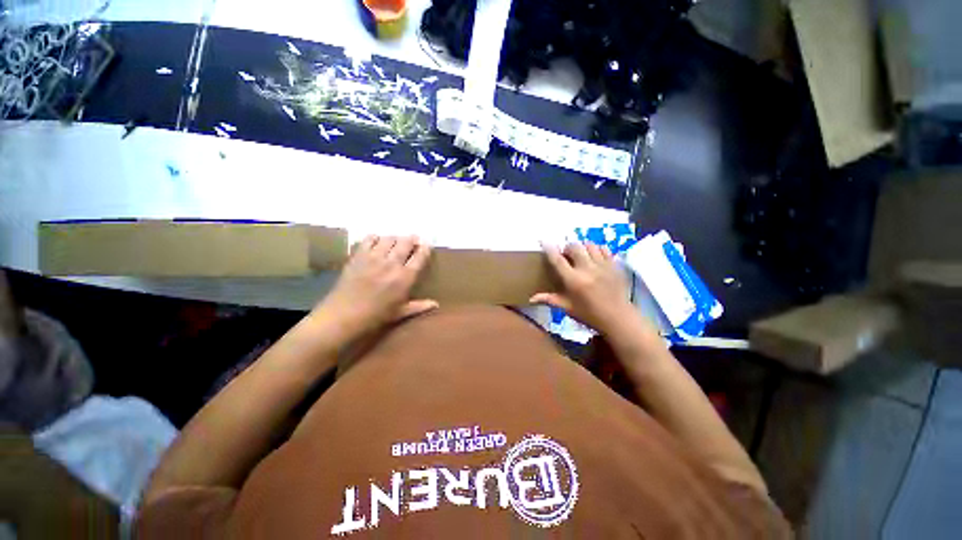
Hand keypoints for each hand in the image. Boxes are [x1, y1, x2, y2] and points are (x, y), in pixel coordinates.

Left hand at [314, 235, 436, 340]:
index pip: (420, 256)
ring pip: (389, 238)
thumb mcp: (400, 313)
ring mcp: (374, 257)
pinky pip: (369, 239)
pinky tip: (377, 243)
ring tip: (396, 243)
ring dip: (395, 238)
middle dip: (412, 239)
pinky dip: (375, 238)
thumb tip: (436, 304)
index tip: (426, 245)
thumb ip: (419, 306)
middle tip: (413, 240)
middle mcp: (392, 263)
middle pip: (406, 242)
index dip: (425, 248)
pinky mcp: (358, 256)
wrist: (343, 316)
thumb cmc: (375, 316)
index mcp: (405, 278)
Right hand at [531, 242, 635, 334]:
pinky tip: (594, 256)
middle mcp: (587, 269)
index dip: (550, 249)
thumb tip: (531, 299)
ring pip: (589, 245)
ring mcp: (603, 266)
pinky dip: (597, 249)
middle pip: (574, 247)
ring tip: (581, 255)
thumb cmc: (589, 315)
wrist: (618, 319)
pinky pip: (604, 248)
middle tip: (566, 255)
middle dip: (567, 248)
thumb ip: (549, 299)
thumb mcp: (567, 308)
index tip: (543, 240)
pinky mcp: (614, 265)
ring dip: (582, 247)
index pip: (558, 260)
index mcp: (573, 280)